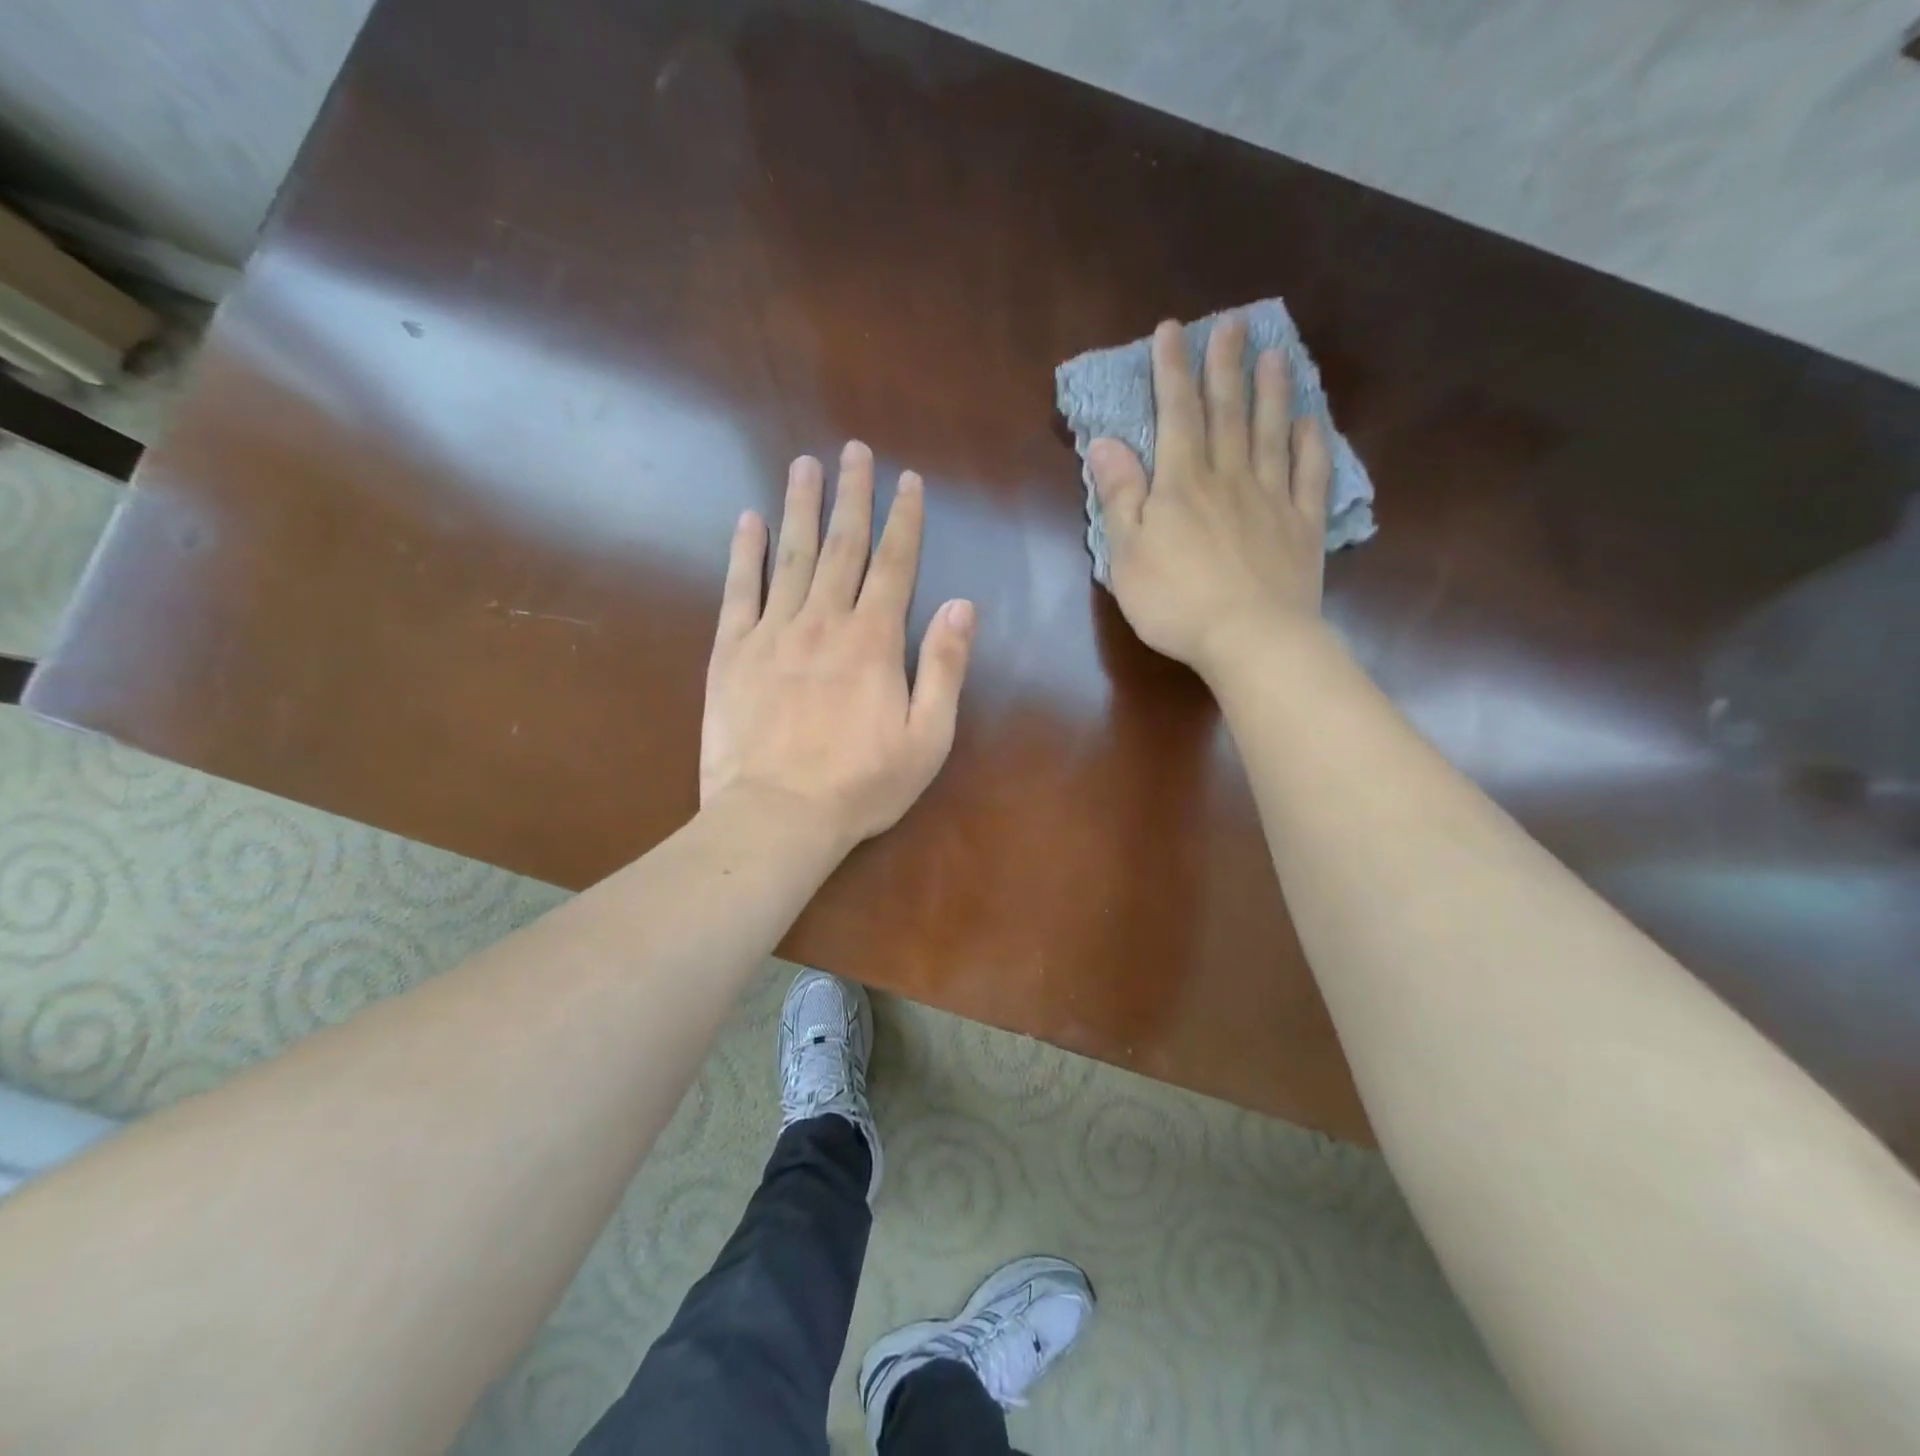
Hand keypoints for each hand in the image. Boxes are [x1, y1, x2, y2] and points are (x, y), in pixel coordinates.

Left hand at [701, 441, 976, 849]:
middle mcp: (824, 621)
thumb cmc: (861, 785)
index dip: (904, 520)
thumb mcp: (927, 737)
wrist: (776, 816)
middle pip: (842, 546)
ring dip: (800, 507)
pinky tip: (748, 520)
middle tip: (853, 450)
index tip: (908, 481)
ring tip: (804, 464)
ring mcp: (773, 633)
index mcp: (874, 641)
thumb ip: (944, 668)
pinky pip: (738, 590)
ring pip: (791, 556)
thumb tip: (962, 605)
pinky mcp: (732, 652)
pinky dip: (744, 553)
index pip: (895, 565)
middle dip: (852, 496)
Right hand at [1088, 314, 1331, 679]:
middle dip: (1225, 366)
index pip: (1176, 414)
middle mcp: (1229, 477)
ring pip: (1272, 433)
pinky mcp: (1303, 526)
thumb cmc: (1175, 601)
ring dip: (1272, 392)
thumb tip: (1105, 443)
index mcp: (1182, 484)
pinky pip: (1310, 475)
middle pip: (1228, 412)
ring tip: (1275, 355)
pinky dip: (1312, 444)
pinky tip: (1312, 421)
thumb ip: (1119, 496)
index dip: (1172, 371)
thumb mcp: (1127, 554)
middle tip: (1233, 324)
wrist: (1250, 638)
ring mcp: (1272, 499)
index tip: (1172, 331)